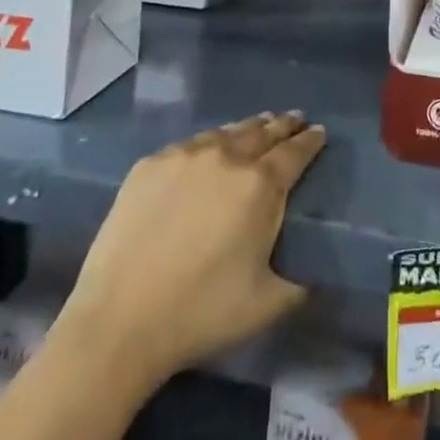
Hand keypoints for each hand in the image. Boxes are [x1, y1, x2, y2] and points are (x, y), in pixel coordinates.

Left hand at [58, 111, 325, 385]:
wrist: (119, 320)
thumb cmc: (200, 313)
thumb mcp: (265, 305)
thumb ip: (297, 284)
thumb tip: (312, 274)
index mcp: (259, 186)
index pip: (294, 152)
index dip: (310, 141)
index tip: (320, 132)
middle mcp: (226, 158)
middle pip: (262, 132)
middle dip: (283, 125)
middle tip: (295, 119)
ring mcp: (185, 156)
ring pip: (226, 132)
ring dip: (248, 128)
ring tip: (259, 124)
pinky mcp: (150, 164)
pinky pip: (190, 145)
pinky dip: (209, 142)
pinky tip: (209, 149)